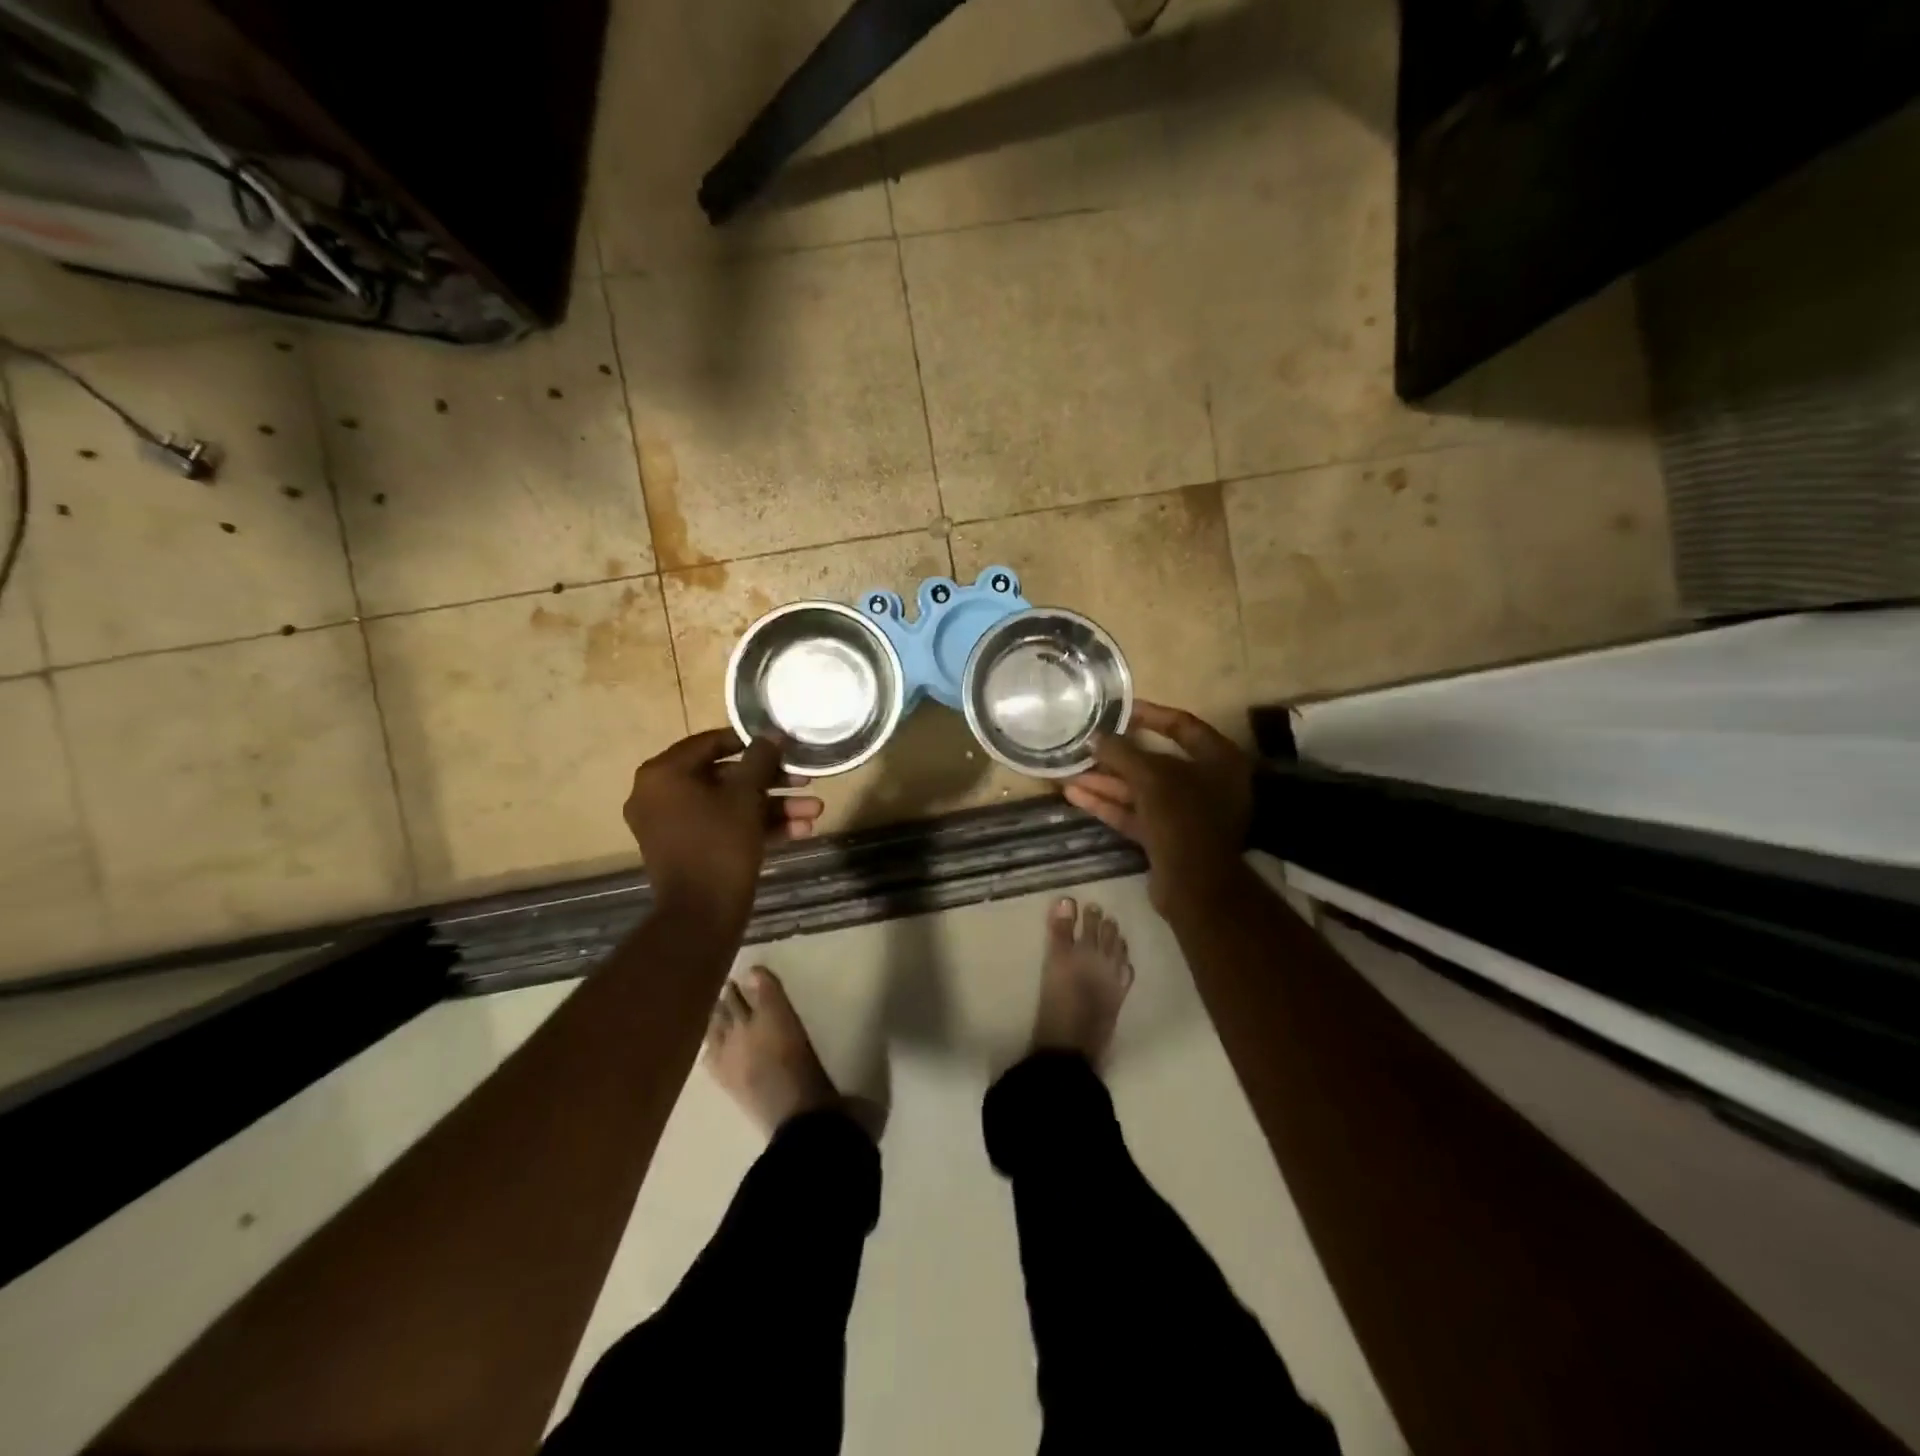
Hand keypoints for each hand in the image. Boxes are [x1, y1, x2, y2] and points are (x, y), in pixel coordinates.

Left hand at [624, 729, 824, 924]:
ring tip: (815, 811)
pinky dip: (758, 827)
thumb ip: (760, 759)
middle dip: (771, 782)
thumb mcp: (746, 795)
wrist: (701, 915)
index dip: (750, 742)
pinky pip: (725, 828)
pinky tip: (801, 830)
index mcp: (663, 775)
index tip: (782, 745)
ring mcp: (673, 826)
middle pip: (725, 776)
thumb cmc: (720, 844)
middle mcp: (660, 796)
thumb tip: (772, 735)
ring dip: (774, 807)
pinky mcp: (690, 851)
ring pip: (730, 805)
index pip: (710, 743)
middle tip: (805, 781)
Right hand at [1062, 701, 1252, 912]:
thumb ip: (1122, 753)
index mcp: (1219, 760)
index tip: (1119, 710)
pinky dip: (1108, 804)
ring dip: (1105, 781)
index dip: (1150, 715)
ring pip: (1141, 790)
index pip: (1182, 725)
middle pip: (1156, 761)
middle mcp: (1206, 783)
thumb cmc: (1182, 817)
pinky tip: (1075, 795)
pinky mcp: (1167, 836)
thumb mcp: (1150, 777)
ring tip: (1069, 771)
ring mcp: (1186, 813)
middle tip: (1087, 744)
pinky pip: (1135, 813)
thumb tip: (1095, 737)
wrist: (1195, 885)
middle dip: (1117, 756)